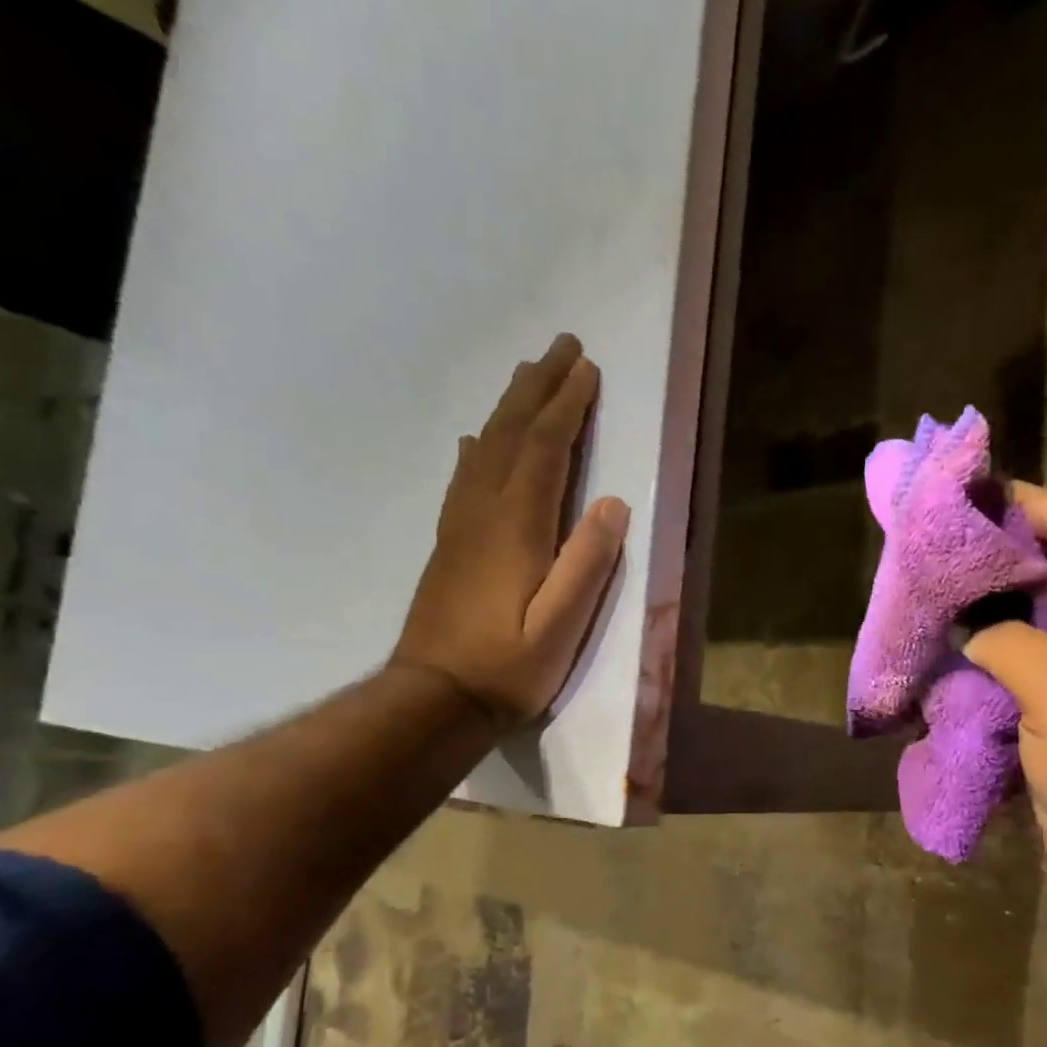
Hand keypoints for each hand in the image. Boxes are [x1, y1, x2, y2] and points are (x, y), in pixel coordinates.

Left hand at [396, 334, 629, 726]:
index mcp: (515, 527)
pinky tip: (479, 438)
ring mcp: (460, 526)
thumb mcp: (560, 626)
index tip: (587, 368)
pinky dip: (479, 447)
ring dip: (510, 407)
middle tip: (560, 346)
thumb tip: (612, 504)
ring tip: (527, 375)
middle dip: (538, 388)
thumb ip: (586, 564)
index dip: (566, 406)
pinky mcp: (449, 545)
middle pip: (511, 434)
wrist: (433, 699)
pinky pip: (464, 477)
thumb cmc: (506, 667)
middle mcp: (483, 512)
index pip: (544, 450)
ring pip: (486, 448)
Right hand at [965, 485, 1046, 929]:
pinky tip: (940, 663)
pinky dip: (980, 668)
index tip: (972, 495)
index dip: (1032, 505)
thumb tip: (974, 635)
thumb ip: (1009, 641)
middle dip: (996, 559)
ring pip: (1027, 630)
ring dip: (983, 617)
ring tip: (928, 600)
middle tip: (934, 550)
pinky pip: (1014, 679)